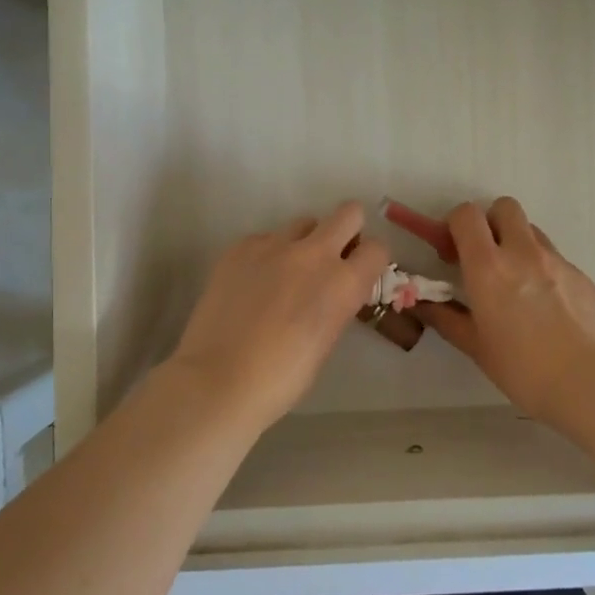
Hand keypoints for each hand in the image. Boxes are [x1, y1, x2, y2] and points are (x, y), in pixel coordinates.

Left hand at [163, 201, 391, 429]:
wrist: (217, 381)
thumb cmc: (281, 379)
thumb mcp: (325, 341)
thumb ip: (336, 304)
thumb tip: (332, 292)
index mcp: (343, 284)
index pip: (377, 249)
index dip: (370, 260)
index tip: (359, 272)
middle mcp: (314, 254)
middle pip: (348, 213)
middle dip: (347, 231)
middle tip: (332, 257)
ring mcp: (274, 245)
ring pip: (304, 223)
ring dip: (304, 242)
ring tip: (285, 273)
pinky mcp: (240, 247)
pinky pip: (265, 238)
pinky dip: (266, 255)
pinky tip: (252, 283)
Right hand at [412, 197, 594, 420]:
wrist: (587, 381)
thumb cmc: (521, 367)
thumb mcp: (475, 346)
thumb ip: (446, 318)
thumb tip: (423, 305)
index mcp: (488, 266)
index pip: (467, 215)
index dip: (455, 224)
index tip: (452, 251)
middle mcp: (522, 252)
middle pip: (504, 207)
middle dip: (490, 223)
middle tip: (485, 256)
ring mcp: (556, 260)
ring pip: (531, 231)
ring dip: (517, 244)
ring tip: (517, 283)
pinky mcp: (581, 274)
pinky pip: (555, 258)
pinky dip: (543, 269)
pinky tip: (546, 306)